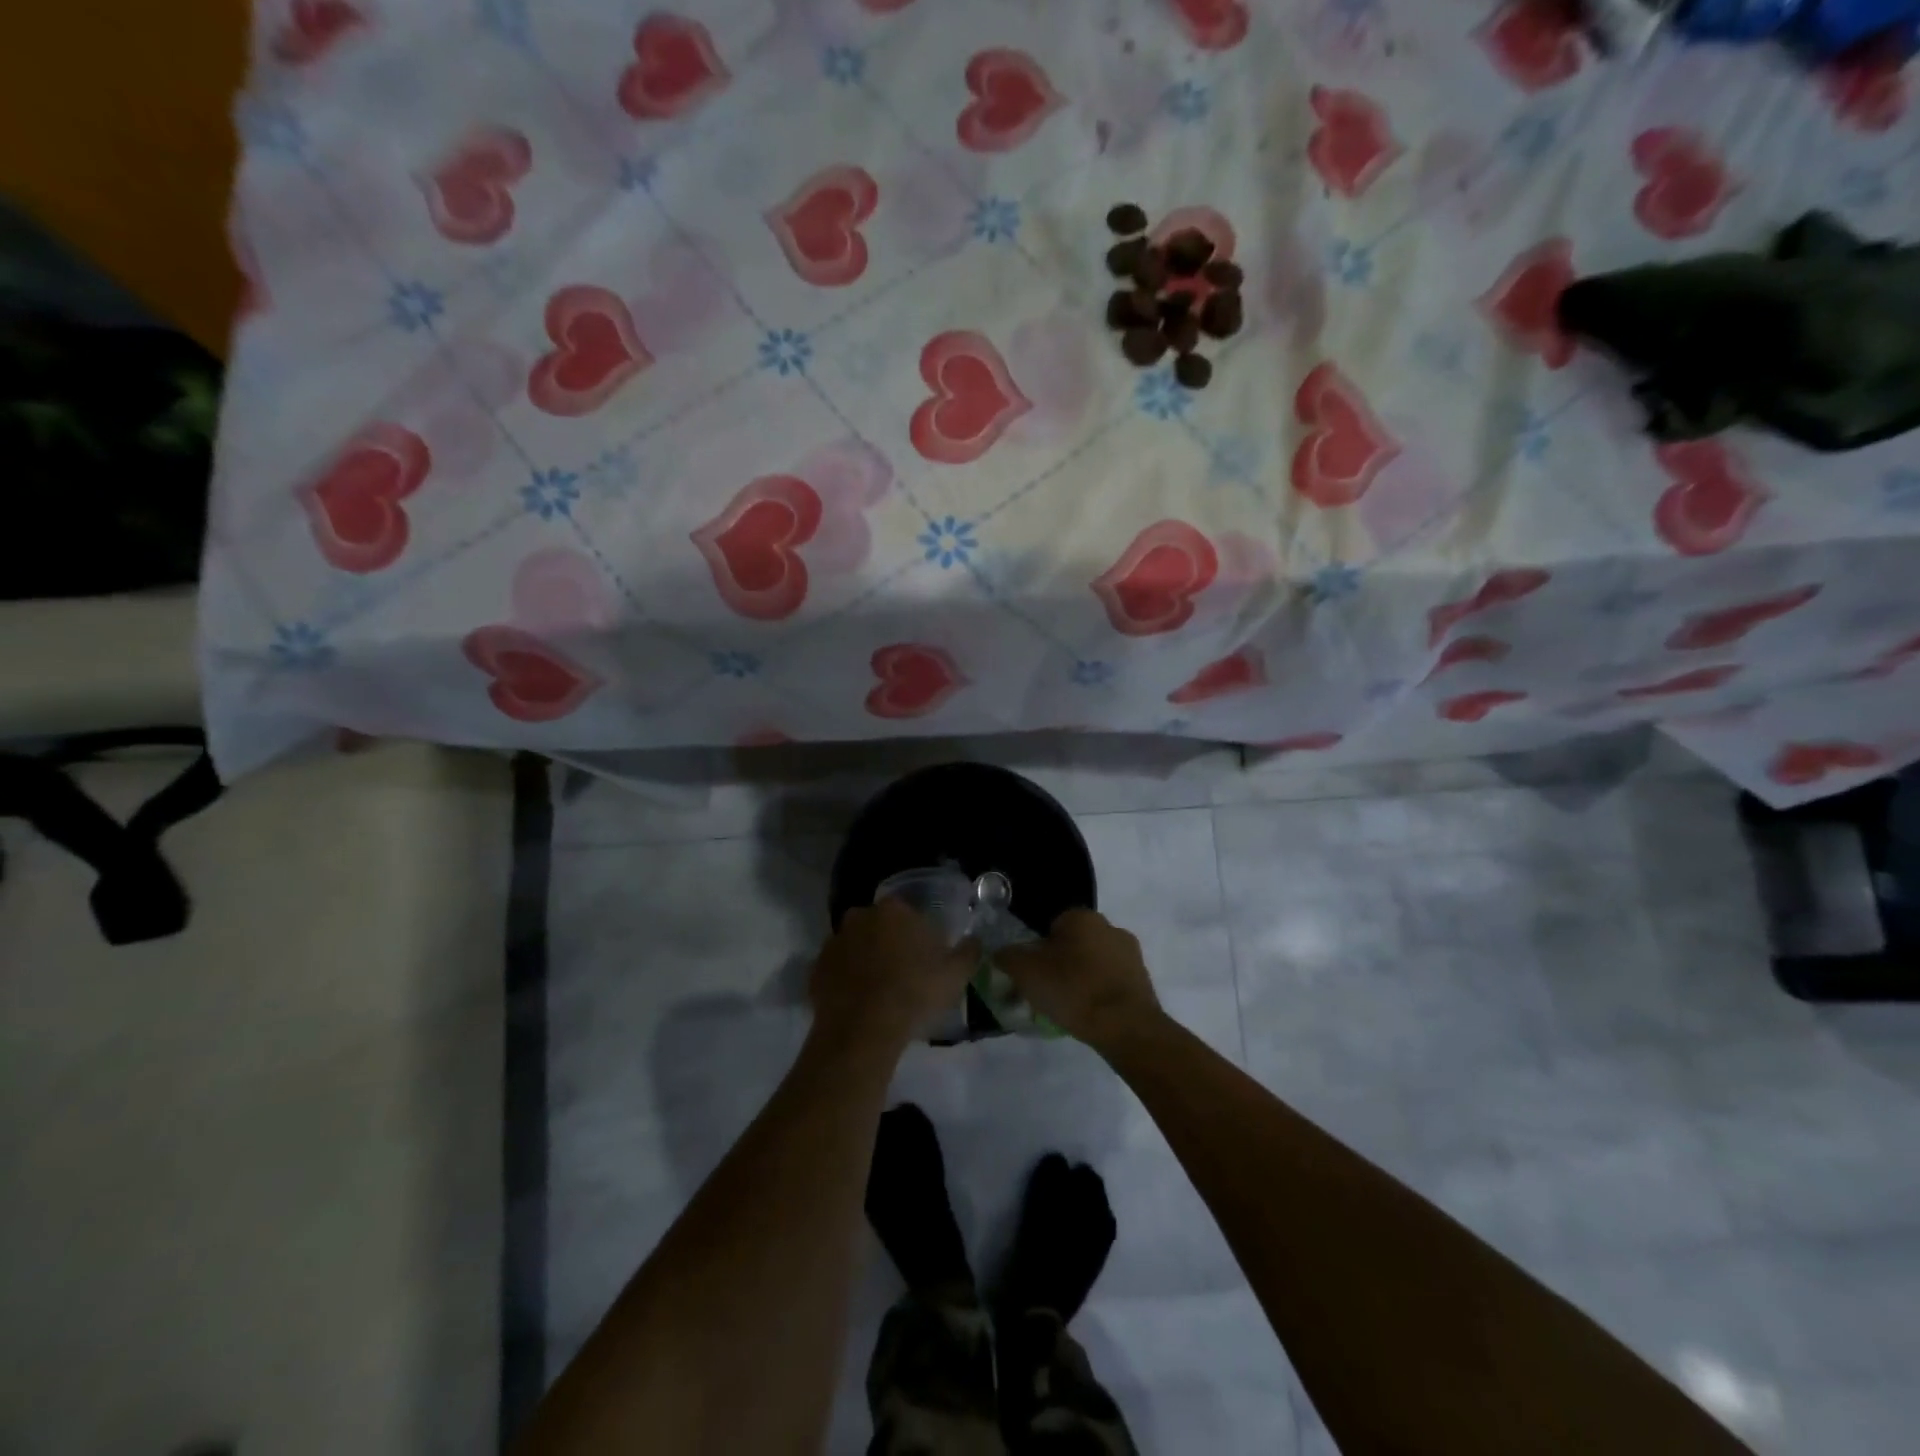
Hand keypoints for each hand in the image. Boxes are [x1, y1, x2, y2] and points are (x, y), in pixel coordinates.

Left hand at [809, 898, 976, 1060]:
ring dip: (865, 959)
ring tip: (879, 990)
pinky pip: (836, 969)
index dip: (918, 935)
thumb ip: (969, 952)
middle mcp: (860, 916)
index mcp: (894, 910)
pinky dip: (845, 980)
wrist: (863, 1030)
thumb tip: (974, 940)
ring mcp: (834, 941)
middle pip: (880, 926)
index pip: (909, 913)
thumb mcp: (956, 975)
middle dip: (889, 942)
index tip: (926, 958)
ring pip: (856, 945)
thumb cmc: (914, 993)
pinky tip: (858, 1001)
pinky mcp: (816, 968)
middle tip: (903, 972)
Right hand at [995, 909, 1161, 1053]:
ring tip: (1070, 1007)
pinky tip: (1092, 1014)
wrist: (1126, 1027)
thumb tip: (1000, 952)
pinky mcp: (1143, 979)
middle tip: (1048, 991)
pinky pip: (1112, 981)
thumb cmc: (1073, 990)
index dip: (1038, 950)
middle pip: (1074, 943)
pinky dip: (1101, 993)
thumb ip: (1008, 956)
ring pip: (1094, 962)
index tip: (1034, 974)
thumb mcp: (1026, 972)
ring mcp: (1131, 953)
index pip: (1051, 926)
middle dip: (1062, 962)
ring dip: (1083, 977)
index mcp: (1082, 916)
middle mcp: (1110, 926)